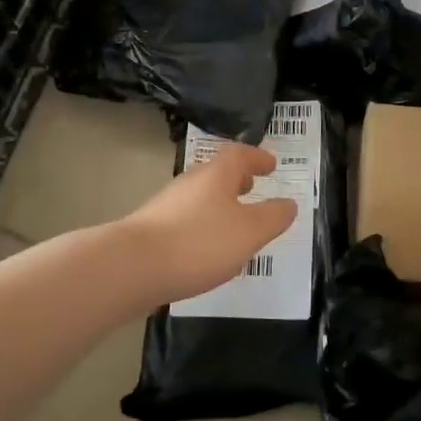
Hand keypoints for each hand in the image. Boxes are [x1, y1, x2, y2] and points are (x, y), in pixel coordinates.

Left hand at [118, 143, 299, 305]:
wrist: (131, 267)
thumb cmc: (199, 242)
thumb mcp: (250, 231)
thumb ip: (273, 217)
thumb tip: (288, 204)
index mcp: (217, 174)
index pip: (240, 154)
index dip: (257, 157)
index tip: (271, 164)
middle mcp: (190, 182)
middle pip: (217, 173)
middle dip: (237, 179)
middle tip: (253, 188)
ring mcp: (166, 205)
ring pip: (200, 197)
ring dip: (219, 204)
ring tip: (233, 224)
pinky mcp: (151, 230)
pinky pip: (185, 219)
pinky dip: (202, 225)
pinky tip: (205, 249)